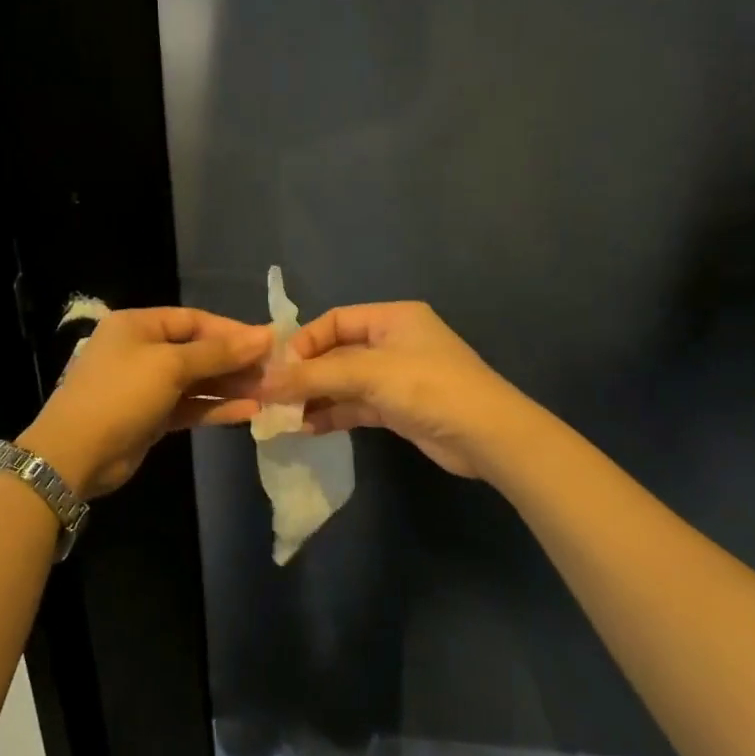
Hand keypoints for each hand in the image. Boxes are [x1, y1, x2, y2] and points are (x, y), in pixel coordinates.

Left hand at [19, 307, 270, 499]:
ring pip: (196, 380)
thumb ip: (217, 352)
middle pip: (197, 350)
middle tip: (274, 371)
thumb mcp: (170, 366)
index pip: (193, 320)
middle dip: (234, 360)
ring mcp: (146, 385)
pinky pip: (190, 406)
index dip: (231, 330)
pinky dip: (215, 407)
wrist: (75, 454)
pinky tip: (249, 412)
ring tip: (269, 392)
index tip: (268, 343)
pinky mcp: (152, 417)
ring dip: (230, 386)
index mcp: (138, 324)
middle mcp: (142, 349)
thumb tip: (263, 335)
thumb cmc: (121, 394)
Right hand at [263, 301, 531, 481]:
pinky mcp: (397, 408)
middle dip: (304, 374)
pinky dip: (332, 414)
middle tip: (272, 396)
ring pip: (343, 383)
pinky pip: (355, 406)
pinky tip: (306, 427)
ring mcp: (395, 377)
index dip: (303, 342)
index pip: (334, 321)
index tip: (276, 367)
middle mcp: (391, 342)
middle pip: (335, 353)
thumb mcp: (368, 374)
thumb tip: (265, 383)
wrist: (489, 437)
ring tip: (282, 416)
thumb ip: (315, 376)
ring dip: (314, 397)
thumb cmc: (429, 387)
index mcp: (391, 318)